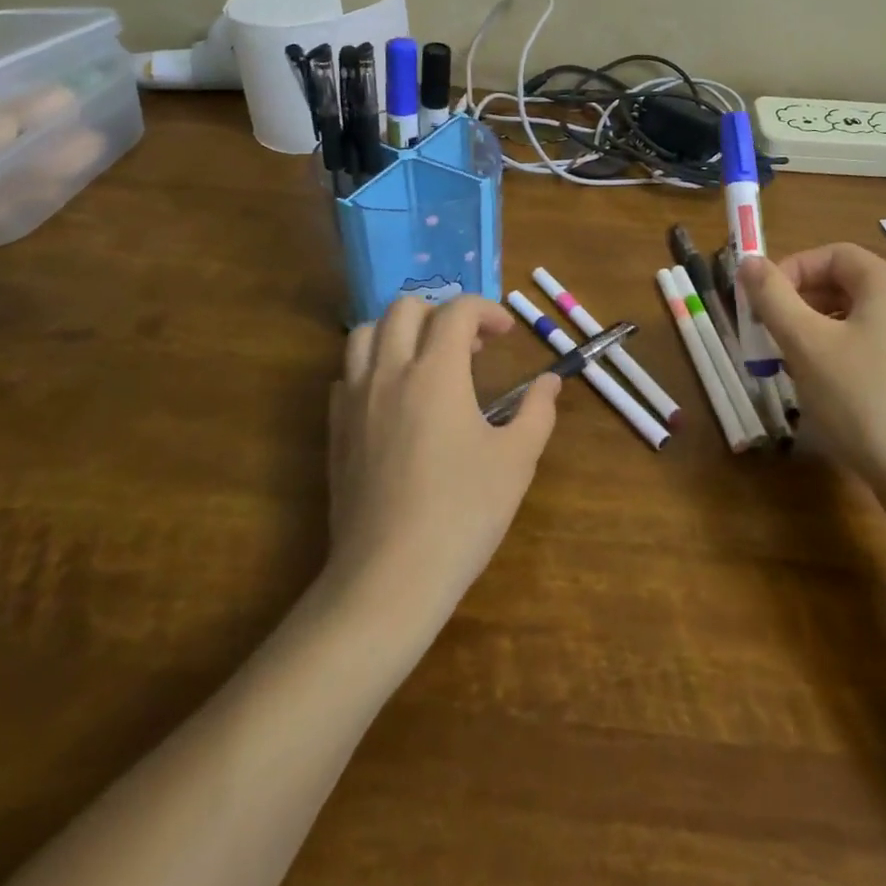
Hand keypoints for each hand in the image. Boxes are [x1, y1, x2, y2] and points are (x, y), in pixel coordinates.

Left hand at [329, 295, 558, 617]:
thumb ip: (537, 412)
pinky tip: (394, 399)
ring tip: (426, 361)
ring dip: (399, 332)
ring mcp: (355, 401)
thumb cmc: (463, 513)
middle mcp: (389, 373)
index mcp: (435, 372)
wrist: (390, 576)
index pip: (456, 311)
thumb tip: (549, 382)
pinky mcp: (335, 431)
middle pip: (405, 309)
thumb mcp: (516, 461)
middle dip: (441, 313)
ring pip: (364, 333)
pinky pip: (346, 375)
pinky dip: (372, 368)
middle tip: (469, 346)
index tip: (505, 334)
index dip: (485, 310)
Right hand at [738, 244, 885, 492]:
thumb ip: (772, 297)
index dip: (792, 268)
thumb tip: (749, 261)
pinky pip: (873, 347)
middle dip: (800, 301)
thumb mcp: (806, 343)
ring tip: (790, 362)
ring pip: (857, 319)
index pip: (833, 254)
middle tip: (769, 332)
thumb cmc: (862, 399)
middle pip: (846, 284)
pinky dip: (841, 354)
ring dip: (816, 330)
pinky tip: (824, 388)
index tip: (763, 301)